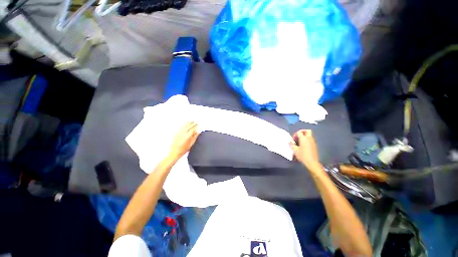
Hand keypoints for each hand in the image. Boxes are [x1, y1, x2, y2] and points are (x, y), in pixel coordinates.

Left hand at [168, 121, 199, 160]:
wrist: (175, 152)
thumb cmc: (183, 150)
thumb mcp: (191, 144)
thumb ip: (195, 137)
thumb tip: (197, 132)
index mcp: (187, 136)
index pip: (193, 129)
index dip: (196, 126)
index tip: (198, 125)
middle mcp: (183, 133)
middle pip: (189, 126)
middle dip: (193, 124)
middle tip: (196, 122)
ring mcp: (179, 133)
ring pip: (184, 126)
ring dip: (188, 123)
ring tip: (191, 121)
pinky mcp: (176, 133)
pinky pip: (181, 127)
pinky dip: (184, 124)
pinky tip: (185, 123)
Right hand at [289, 130, 319, 169]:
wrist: (312, 162)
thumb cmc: (302, 155)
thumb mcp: (295, 150)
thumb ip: (291, 145)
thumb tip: (290, 142)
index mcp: (304, 138)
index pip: (299, 132)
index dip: (295, 135)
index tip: (293, 140)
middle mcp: (309, 138)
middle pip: (307, 131)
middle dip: (302, 132)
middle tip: (298, 136)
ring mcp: (313, 142)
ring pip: (309, 135)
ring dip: (304, 136)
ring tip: (299, 142)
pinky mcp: (314, 145)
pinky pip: (310, 140)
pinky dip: (306, 140)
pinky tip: (303, 146)